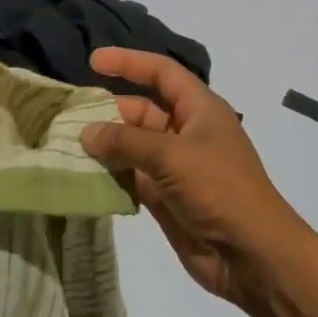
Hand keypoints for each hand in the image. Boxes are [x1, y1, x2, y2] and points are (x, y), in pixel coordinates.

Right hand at [79, 48, 313, 310]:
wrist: (252, 255)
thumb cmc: (219, 189)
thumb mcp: (171, 156)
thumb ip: (125, 141)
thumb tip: (86, 133)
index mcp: (200, 109)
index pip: (162, 72)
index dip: (129, 62)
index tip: (93, 61)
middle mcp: (186, 132)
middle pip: (141, 109)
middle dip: (108, 110)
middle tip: (68, 115)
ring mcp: (175, 166)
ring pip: (132, 145)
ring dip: (104, 145)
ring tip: (65, 144)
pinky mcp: (165, 196)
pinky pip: (131, 176)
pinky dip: (109, 175)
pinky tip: (81, 175)